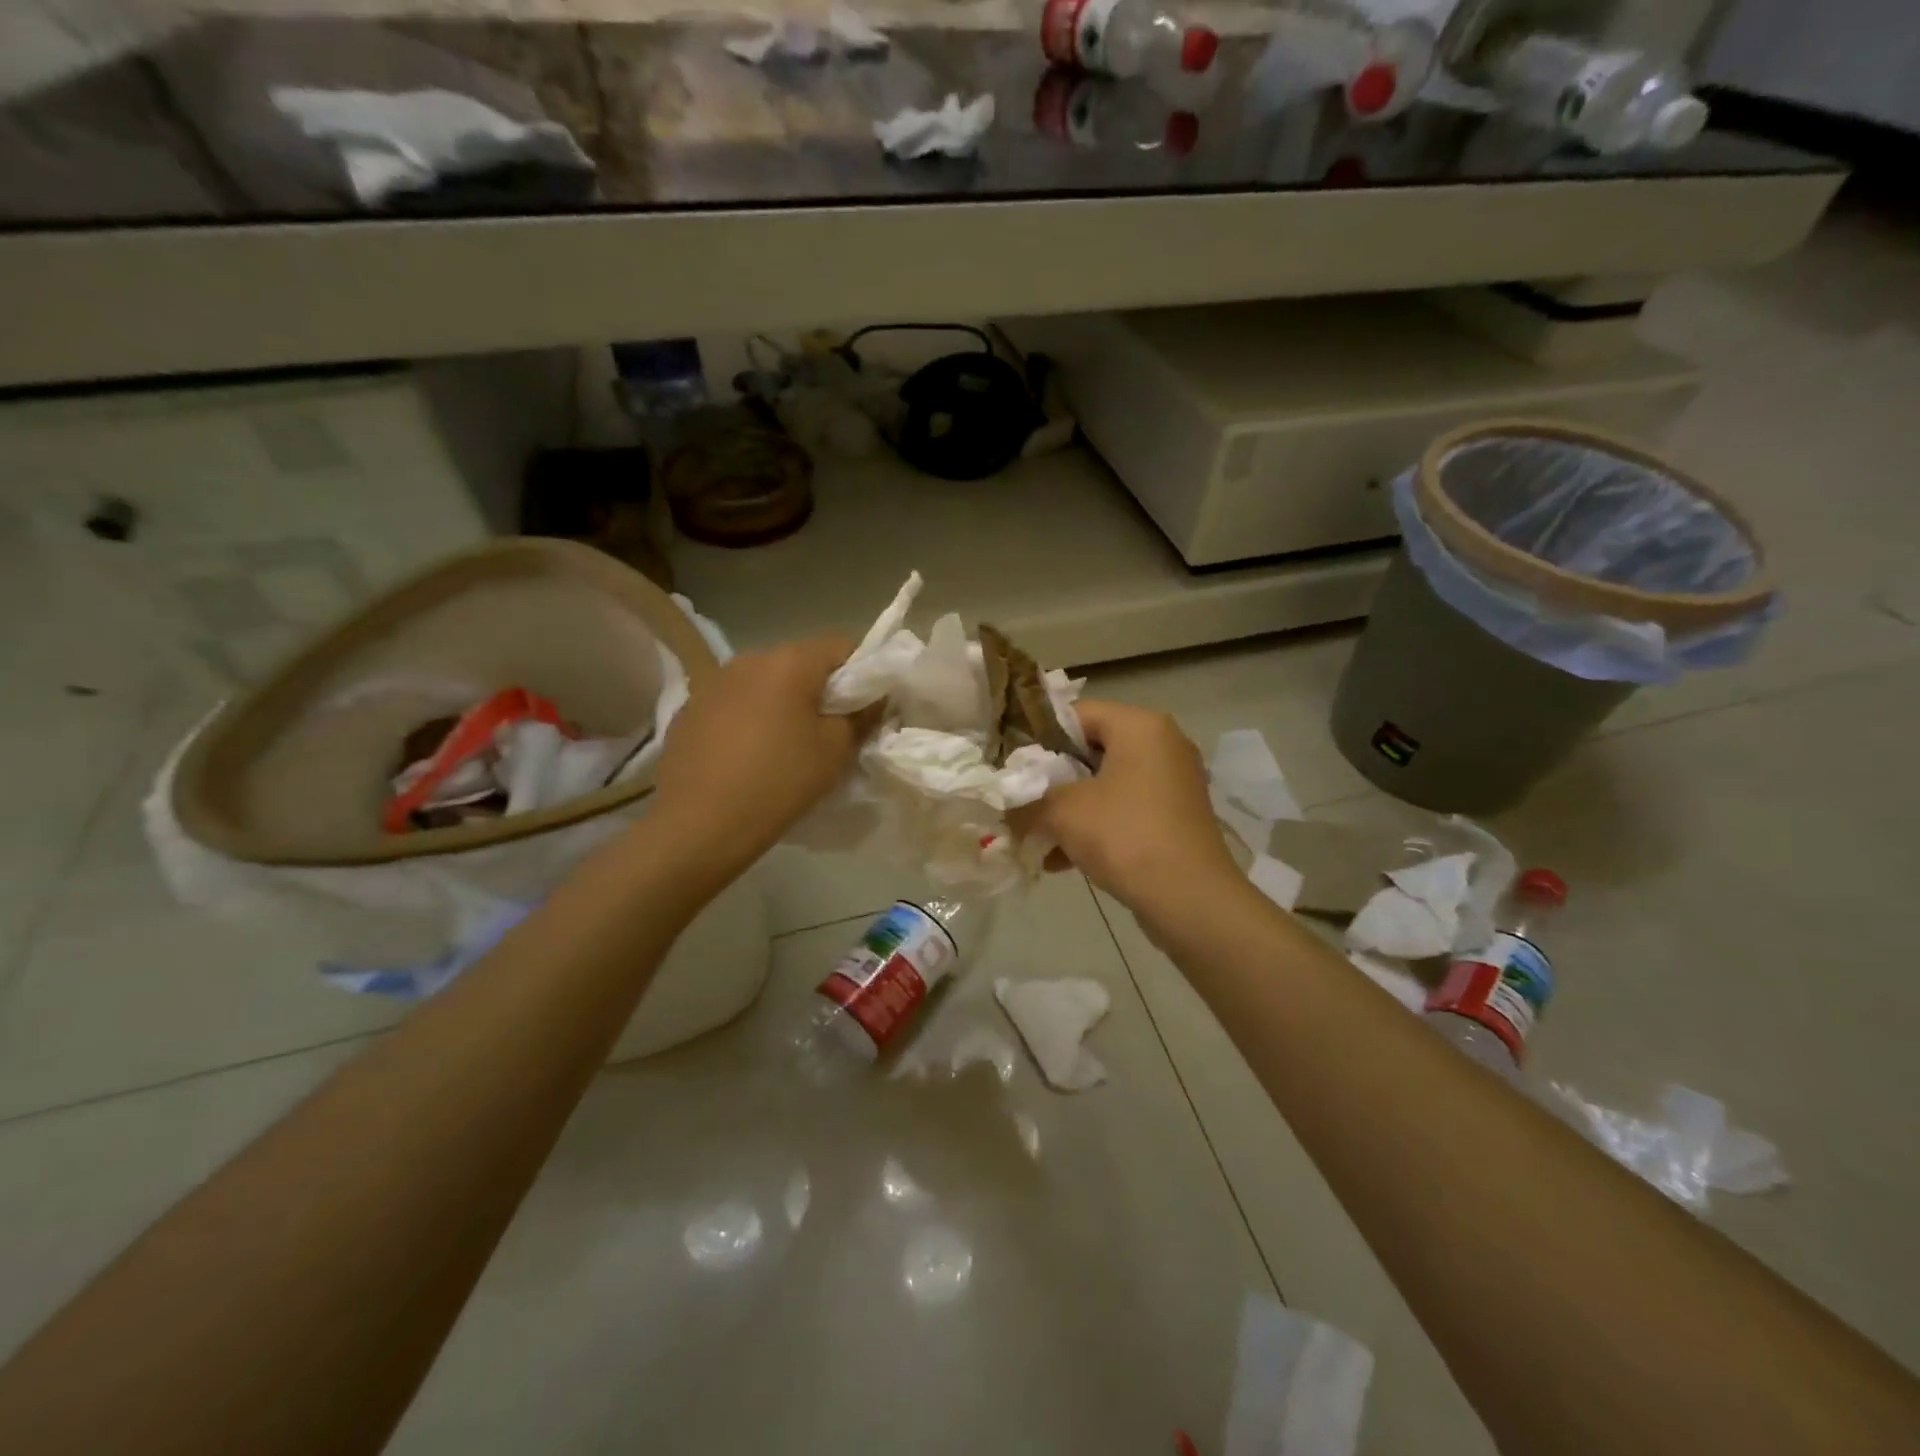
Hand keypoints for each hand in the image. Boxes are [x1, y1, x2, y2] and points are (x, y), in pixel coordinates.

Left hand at [651, 637, 862, 867]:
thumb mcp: (835, 751)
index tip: (864, 710)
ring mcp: (713, 682)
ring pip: (763, 683)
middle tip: (829, 732)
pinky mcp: (688, 710)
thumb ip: (860, 717)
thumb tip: (871, 701)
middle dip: (819, 690)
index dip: (861, 674)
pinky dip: (747, 719)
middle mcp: (748, 659)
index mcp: (789, 662)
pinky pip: (733, 704)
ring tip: (784, 746)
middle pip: (799, 663)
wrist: (699, 825)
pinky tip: (746, 756)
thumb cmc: (778, 782)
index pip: (841, 647)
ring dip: (780, 704)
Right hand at [1025, 699, 1241, 913]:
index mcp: (1140, 726)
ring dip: (1069, 809)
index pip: (1076, 713)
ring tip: (1034, 836)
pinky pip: (1125, 811)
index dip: (1038, 736)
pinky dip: (1095, 828)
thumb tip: (1003, 805)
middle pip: (1091, 749)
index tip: (1011, 765)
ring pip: (1106, 785)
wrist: (1190, 900)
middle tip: (1020, 798)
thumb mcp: (1062, 812)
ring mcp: (1173, 782)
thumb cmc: (1124, 836)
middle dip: (1051, 778)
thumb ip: (1026, 800)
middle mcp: (1163, 744)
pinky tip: (1060, 861)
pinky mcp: (1176, 817)